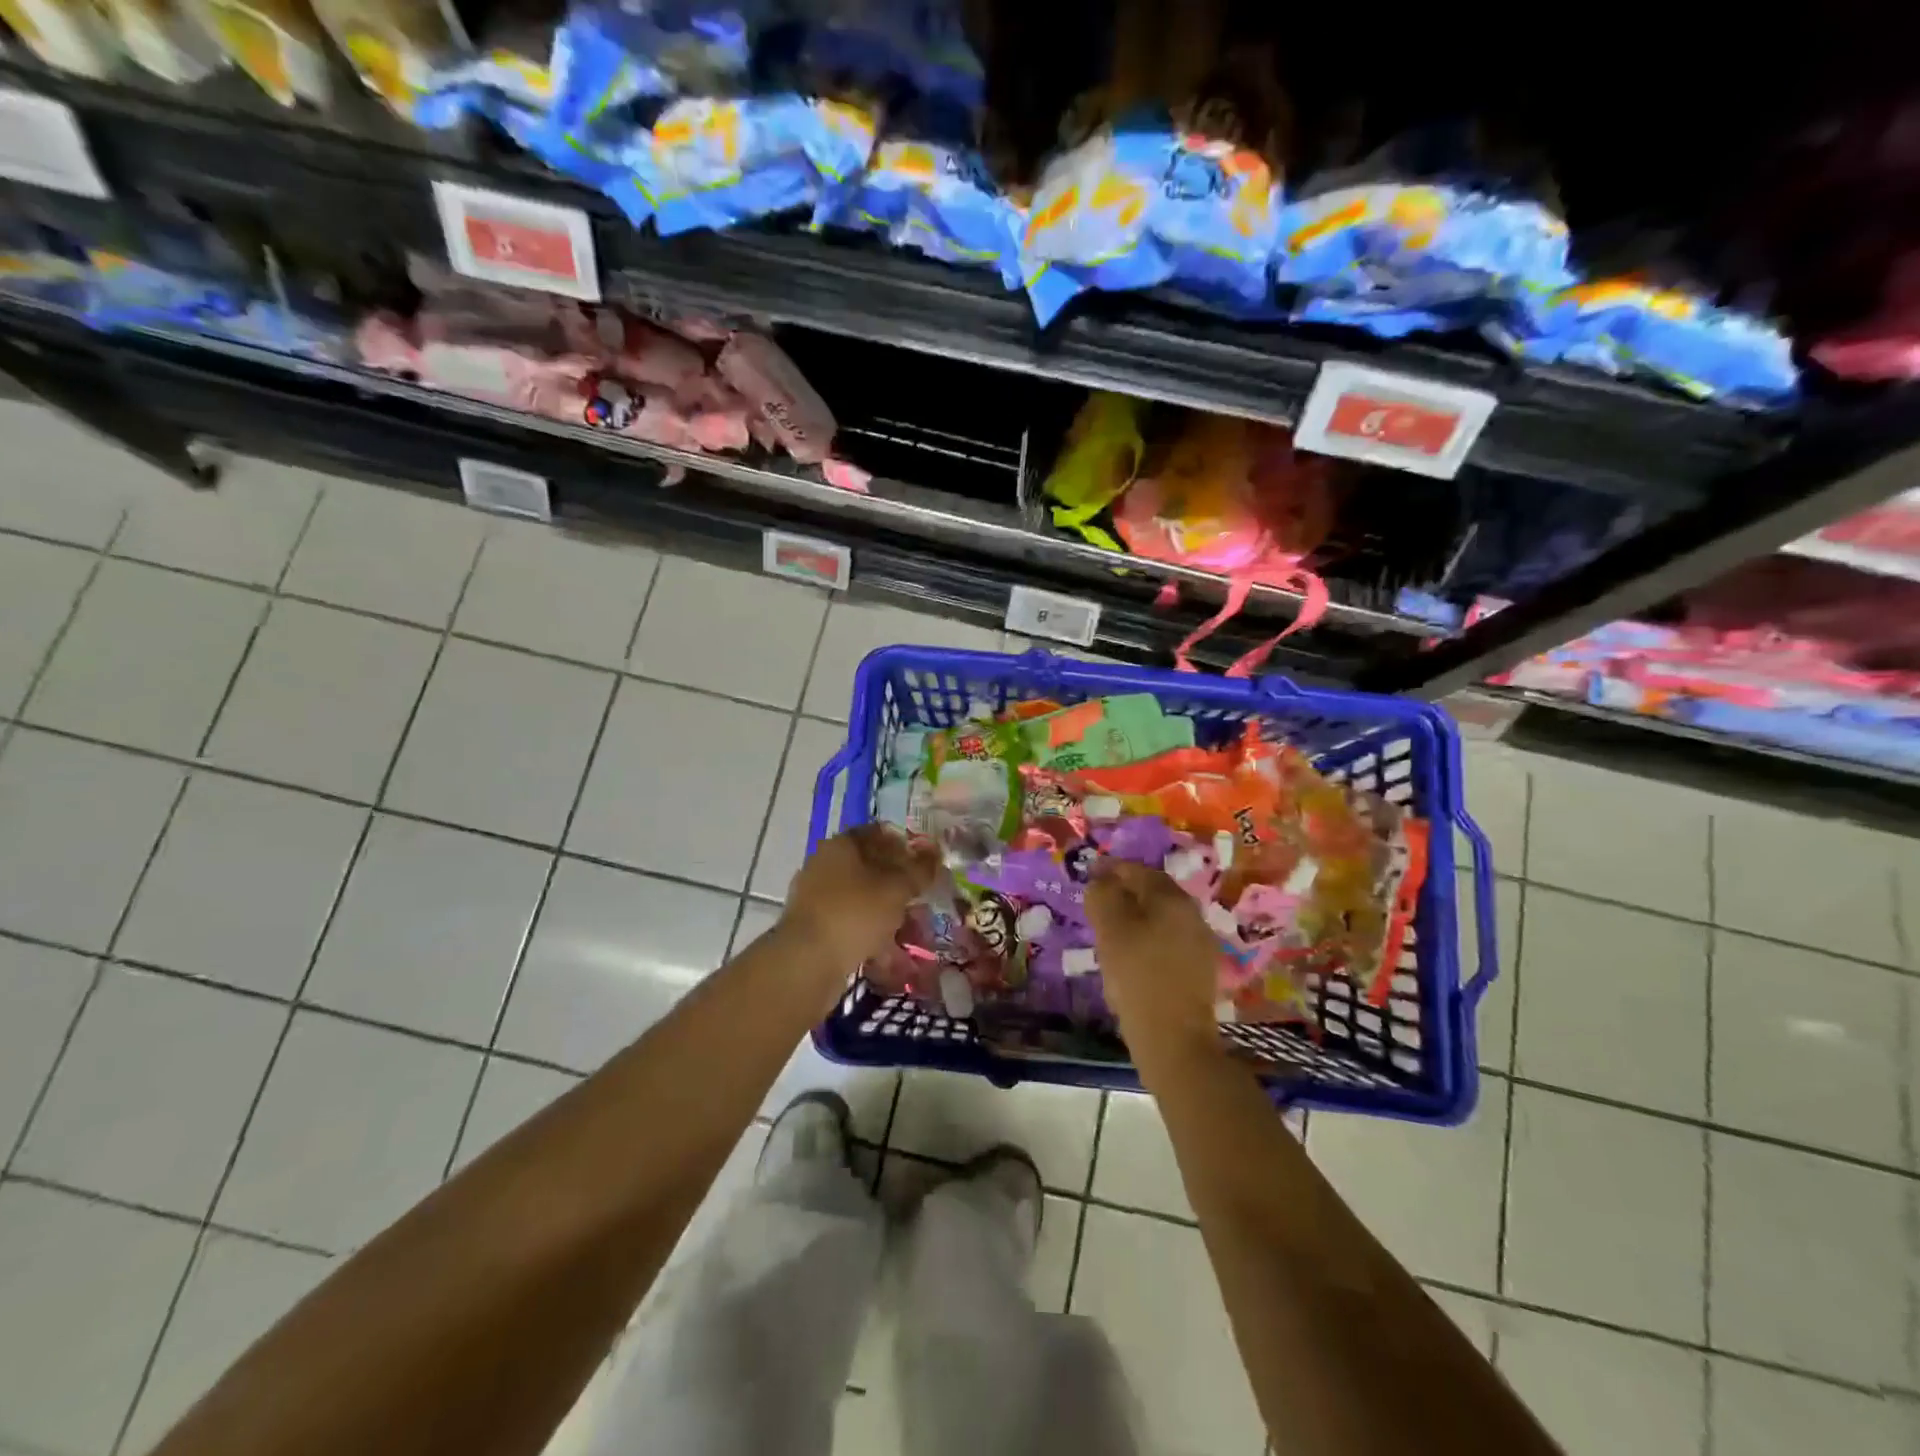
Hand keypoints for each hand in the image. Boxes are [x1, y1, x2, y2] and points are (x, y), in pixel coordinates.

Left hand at [781, 824, 937, 974]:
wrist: (807, 962)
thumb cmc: (855, 913)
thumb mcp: (897, 888)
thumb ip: (919, 869)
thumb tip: (935, 852)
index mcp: (841, 845)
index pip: (878, 833)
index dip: (905, 845)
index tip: (926, 864)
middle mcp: (824, 865)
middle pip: (870, 867)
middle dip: (898, 884)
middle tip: (921, 900)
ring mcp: (815, 897)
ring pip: (861, 898)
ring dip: (886, 911)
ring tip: (911, 931)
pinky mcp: (813, 927)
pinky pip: (850, 923)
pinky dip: (870, 933)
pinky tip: (888, 951)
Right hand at [1086, 860, 1221, 1069]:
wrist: (1174, 1040)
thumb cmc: (1137, 977)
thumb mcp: (1109, 930)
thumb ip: (1102, 896)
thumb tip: (1101, 881)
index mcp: (1172, 898)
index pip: (1137, 870)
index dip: (1110, 869)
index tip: (1088, 875)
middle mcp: (1192, 913)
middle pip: (1153, 892)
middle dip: (1125, 892)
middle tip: (1098, 903)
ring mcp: (1200, 942)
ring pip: (1161, 918)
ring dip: (1136, 917)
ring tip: (1110, 931)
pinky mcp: (1200, 970)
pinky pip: (1169, 941)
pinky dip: (1148, 940)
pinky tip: (1132, 957)